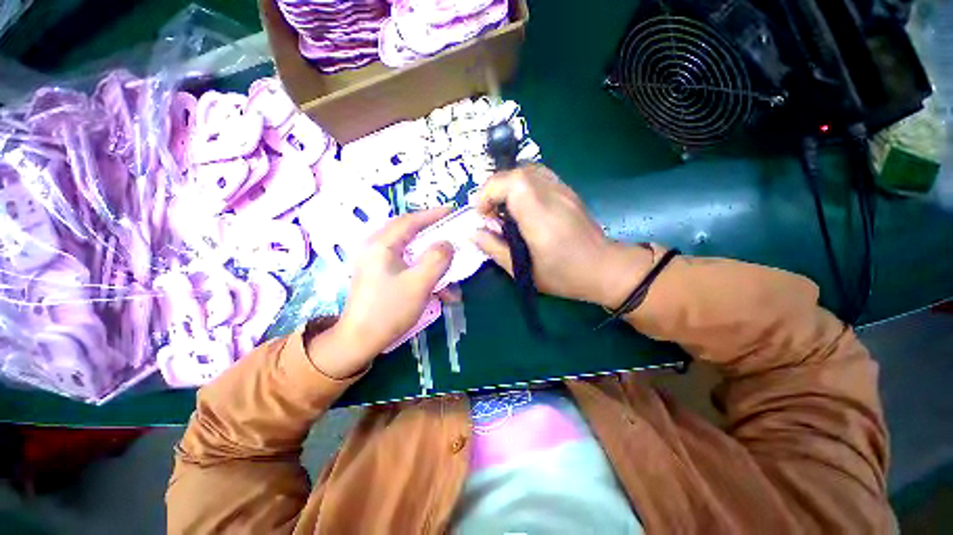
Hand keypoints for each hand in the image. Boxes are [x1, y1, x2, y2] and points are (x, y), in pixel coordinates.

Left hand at [310, 208, 453, 378]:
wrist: (360, 341)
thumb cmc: (389, 310)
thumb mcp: (419, 283)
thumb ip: (437, 259)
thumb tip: (447, 243)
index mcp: (381, 245)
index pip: (411, 220)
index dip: (434, 214)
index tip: (453, 211)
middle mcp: (376, 248)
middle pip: (410, 233)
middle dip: (434, 235)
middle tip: (452, 234)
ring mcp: (377, 262)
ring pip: (410, 251)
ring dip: (432, 260)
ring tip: (450, 272)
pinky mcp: (380, 274)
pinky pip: (406, 265)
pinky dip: (423, 273)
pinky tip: (439, 291)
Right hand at [473, 165, 651, 308]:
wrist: (604, 267)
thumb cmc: (564, 275)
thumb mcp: (523, 270)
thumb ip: (494, 249)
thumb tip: (473, 233)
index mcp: (540, 217)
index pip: (513, 183)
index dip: (490, 191)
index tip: (482, 213)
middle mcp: (552, 196)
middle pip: (517, 172)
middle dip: (494, 187)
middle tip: (489, 212)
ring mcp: (563, 190)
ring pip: (528, 169)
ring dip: (508, 183)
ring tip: (503, 206)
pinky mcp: (568, 191)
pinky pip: (539, 175)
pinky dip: (522, 183)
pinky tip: (521, 203)